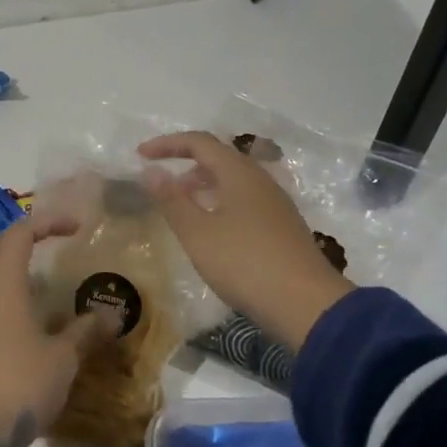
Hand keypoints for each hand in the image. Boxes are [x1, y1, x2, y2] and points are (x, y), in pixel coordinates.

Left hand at [0, 216, 112, 446]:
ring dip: (15, 267)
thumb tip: (113, 314)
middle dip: (24, 237)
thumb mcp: (63, 357)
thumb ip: (87, 331)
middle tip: (54, 244)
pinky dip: (10, 295)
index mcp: (4, 284)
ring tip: (50, 281)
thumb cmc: (21, 384)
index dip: (48, 222)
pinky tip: (34, 318)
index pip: (20, 233)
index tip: (77, 227)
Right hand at [138, 131, 353, 349]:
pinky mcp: (282, 226)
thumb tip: (151, 170)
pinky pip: (245, 200)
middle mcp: (260, 180)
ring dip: (204, 184)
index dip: (167, 144)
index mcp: (239, 173)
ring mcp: (275, 203)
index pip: (200, 142)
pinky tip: (212, 229)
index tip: (140, 155)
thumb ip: (172, 200)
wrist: (306, 305)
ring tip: (182, 206)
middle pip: (219, 157)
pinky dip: (220, 202)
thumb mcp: (198, 234)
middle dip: (186, 163)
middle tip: (161, 182)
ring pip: (233, 180)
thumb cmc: (245, 263)